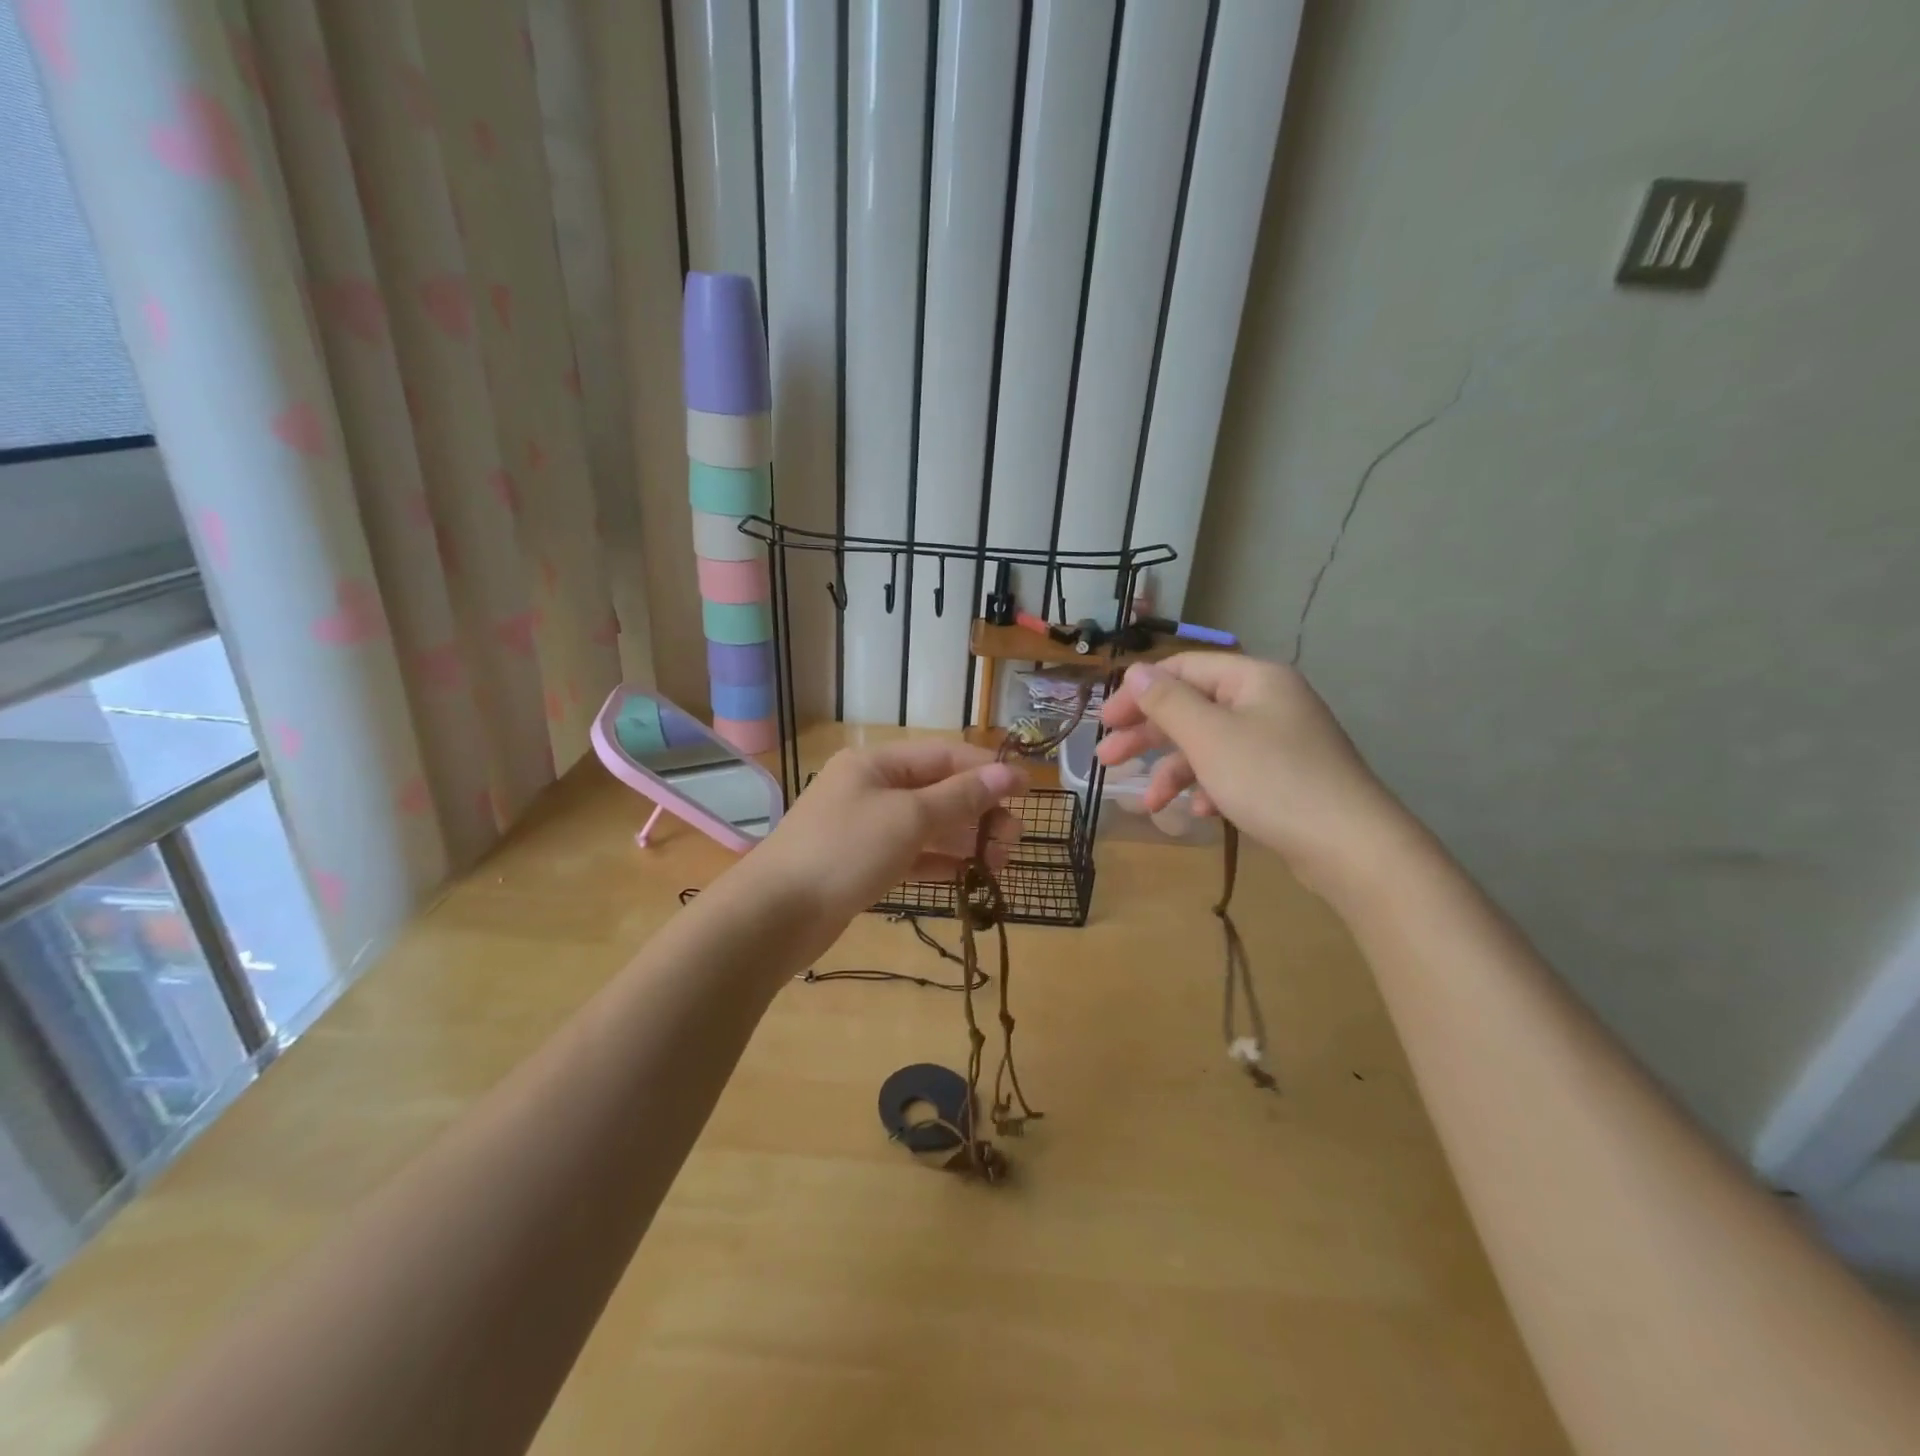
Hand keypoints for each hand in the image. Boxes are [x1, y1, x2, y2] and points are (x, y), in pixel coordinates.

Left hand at [744, 741, 1025, 941]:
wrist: (777, 915)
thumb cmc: (846, 850)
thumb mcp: (909, 817)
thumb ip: (961, 796)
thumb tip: (1008, 773)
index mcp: (875, 763)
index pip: (943, 756)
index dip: (987, 770)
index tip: (1028, 789)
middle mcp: (870, 789)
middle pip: (937, 791)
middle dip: (978, 811)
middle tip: (1013, 839)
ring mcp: (864, 828)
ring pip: (926, 825)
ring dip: (964, 839)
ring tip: (1000, 861)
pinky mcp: (862, 864)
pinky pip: (911, 854)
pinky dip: (940, 861)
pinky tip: (969, 875)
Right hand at [1096, 655, 1408, 894]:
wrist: (1351, 846)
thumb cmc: (1271, 780)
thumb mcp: (1208, 737)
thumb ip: (1166, 701)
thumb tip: (1135, 670)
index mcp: (1253, 679)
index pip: (1183, 669)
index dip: (1139, 692)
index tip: (1106, 722)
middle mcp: (1268, 702)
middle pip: (1193, 708)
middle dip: (1148, 735)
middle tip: (1108, 758)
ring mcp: (1280, 741)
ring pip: (1210, 745)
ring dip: (1174, 770)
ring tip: (1148, 802)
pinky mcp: (1286, 777)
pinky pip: (1234, 771)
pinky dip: (1209, 787)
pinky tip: (1198, 812)